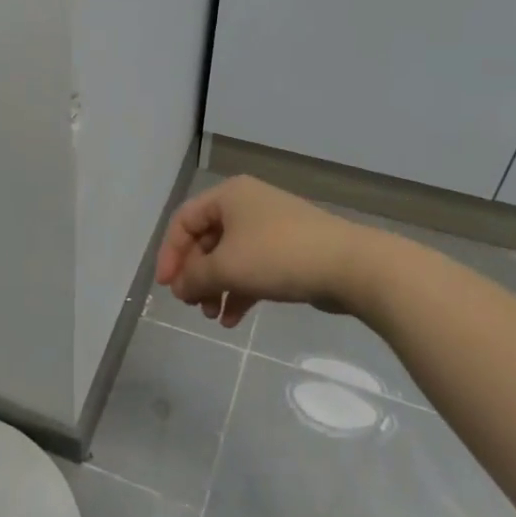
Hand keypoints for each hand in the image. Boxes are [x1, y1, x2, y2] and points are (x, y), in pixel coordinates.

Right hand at [154, 176, 367, 327]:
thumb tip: (180, 287)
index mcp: (229, 196)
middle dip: (196, 275)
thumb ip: (194, 277)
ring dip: (216, 287)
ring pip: (230, 257)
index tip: (166, 285)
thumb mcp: (226, 267)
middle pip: (206, 240)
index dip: (170, 253)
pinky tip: (232, 320)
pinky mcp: (289, 252)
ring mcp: (270, 228)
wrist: (349, 266)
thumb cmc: (277, 256)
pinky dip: (239, 292)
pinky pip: (253, 269)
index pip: (184, 220)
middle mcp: (247, 205)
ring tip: (212, 316)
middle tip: (191, 303)